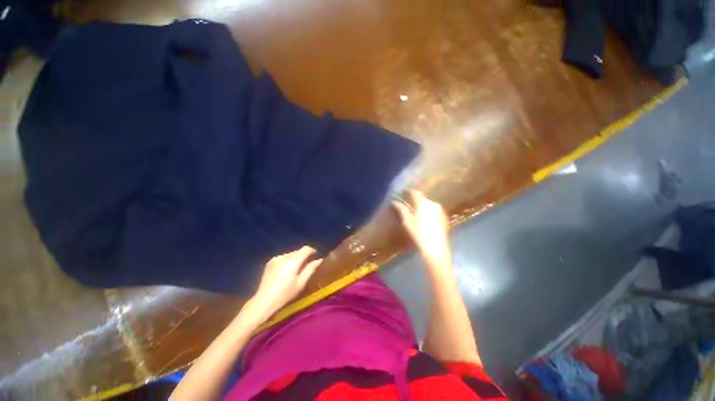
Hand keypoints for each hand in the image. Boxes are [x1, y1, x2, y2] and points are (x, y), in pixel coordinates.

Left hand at [248, 246, 322, 318]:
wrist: (264, 301)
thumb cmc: (285, 294)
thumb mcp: (301, 283)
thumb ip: (310, 269)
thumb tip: (319, 260)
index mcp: (293, 260)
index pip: (306, 249)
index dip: (312, 251)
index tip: (315, 256)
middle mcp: (284, 256)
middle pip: (298, 251)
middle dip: (303, 256)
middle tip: (306, 265)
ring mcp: (276, 258)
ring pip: (290, 254)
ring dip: (295, 258)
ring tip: (296, 269)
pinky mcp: (270, 262)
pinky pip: (283, 257)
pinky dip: (287, 261)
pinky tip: (286, 271)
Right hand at [392, 190, 451, 271]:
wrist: (436, 249)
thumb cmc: (418, 233)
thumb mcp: (407, 221)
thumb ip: (400, 209)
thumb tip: (393, 201)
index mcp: (423, 202)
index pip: (414, 192)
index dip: (407, 191)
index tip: (401, 192)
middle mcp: (433, 203)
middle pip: (421, 198)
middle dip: (413, 198)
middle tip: (406, 201)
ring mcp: (440, 211)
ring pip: (427, 204)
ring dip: (420, 205)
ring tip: (413, 210)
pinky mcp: (444, 218)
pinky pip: (433, 210)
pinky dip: (426, 210)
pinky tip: (422, 217)